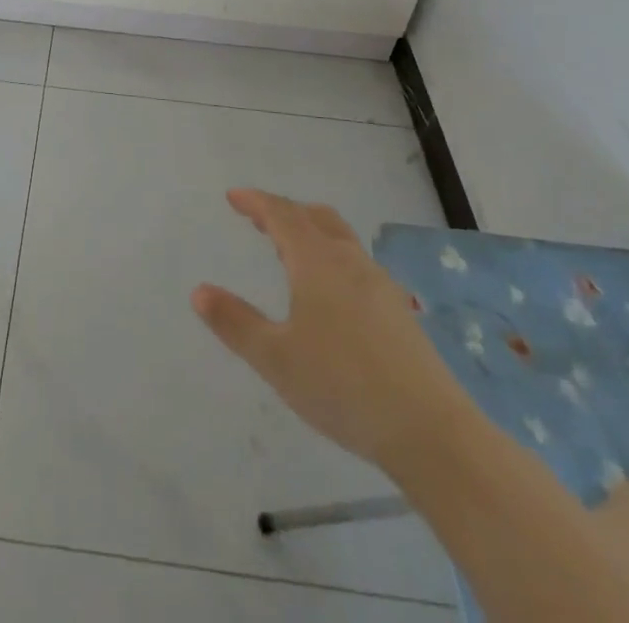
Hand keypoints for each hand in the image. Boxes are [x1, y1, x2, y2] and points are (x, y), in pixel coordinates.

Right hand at [192, 189, 458, 467]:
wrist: (430, 432)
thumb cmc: (342, 386)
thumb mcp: (275, 358)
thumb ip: (235, 323)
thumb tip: (198, 291)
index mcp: (317, 262)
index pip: (282, 215)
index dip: (256, 202)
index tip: (234, 197)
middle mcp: (350, 262)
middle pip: (316, 217)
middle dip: (285, 212)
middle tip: (260, 219)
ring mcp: (380, 285)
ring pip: (341, 239)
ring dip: (311, 232)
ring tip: (291, 251)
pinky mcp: (398, 312)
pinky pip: (357, 264)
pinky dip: (332, 257)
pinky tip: (331, 294)